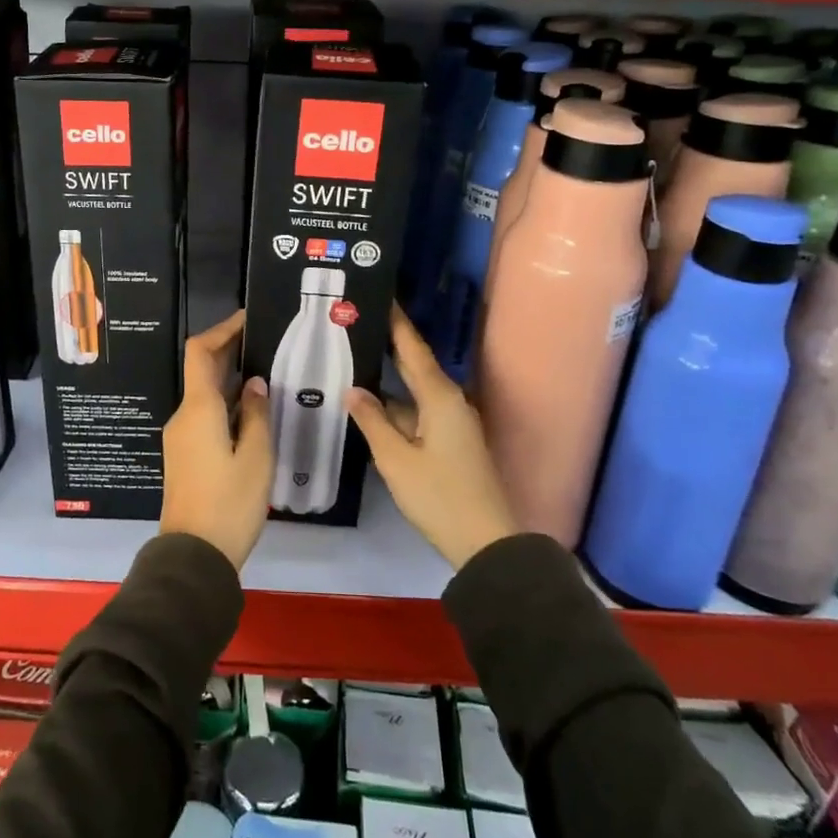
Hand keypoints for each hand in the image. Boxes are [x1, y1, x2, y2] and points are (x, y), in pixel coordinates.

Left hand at [161, 309, 273, 568]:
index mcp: (198, 409)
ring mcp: (181, 437)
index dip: (221, 330)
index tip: (247, 319)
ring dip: (231, 381)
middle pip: (202, 371)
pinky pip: (205, 416)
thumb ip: (256, 414)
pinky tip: (254, 412)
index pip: (200, 352)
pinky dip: (227, 405)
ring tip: (268, 375)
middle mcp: (184, 416)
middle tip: (266, 344)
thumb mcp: (256, 457)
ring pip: (205, 396)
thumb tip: (254, 383)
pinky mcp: (185, 455)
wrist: (194, 556)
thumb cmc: (229, 503)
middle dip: (230, 352)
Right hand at [347, 306, 519, 569]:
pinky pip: (418, 411)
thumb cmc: (439, 496)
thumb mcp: (396, 460)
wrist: (486, 542)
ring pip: (413, 392)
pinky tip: (370, 407)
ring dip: (387, 380)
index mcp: (440, 397)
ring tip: (351, 363)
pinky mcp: (450, 441)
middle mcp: (449, 401)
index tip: (378, 294)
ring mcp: (452, 422)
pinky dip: (395, 406)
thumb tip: (353, 390)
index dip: (395, 321)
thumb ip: (373, 421)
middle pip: (414, 364)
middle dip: (386, 344)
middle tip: (354, 325)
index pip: (412, 347)